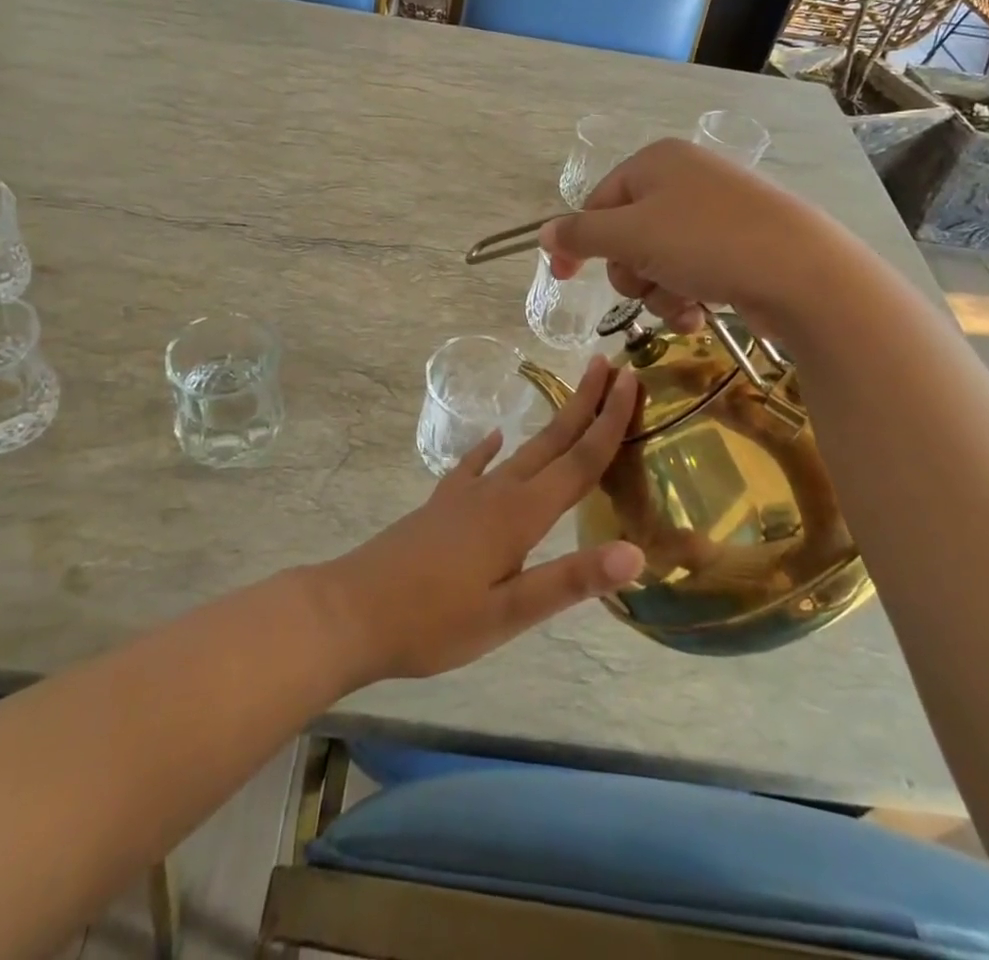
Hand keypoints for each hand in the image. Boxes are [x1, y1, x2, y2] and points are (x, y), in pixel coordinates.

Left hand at [315, 357, 645, 684]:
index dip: (610, 421)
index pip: (579, 461)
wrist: (352, 611)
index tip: (632, 381)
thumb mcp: (508, 614)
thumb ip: (570, 580)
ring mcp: (465, 494)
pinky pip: (474, 465)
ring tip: (571, 398)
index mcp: (520, 515)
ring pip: (521, 449)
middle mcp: (497, 492)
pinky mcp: (442, 505)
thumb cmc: (433, 622)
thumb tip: (637, 552)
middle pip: (552, 440)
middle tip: (610, 366)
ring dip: (551, 422)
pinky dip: (490, 449)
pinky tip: (495, 439)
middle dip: (585, 403)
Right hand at [540, 138, 800, 330]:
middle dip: (631, 271)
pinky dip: (686, 297)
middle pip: (626, 235)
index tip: (564, 278)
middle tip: (647, 284)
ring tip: (682, 305)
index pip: (597, 202)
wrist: (803, 273)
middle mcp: (684, 180)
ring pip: (656, 261)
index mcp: (656, 162)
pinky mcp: (737, 246)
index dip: (579, 242)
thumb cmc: (706, 242)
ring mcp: (714, 213)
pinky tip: (699, 315)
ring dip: (658, 292)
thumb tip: (544, 235)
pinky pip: (690, 272)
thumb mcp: (632, 235)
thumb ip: (581, 234)